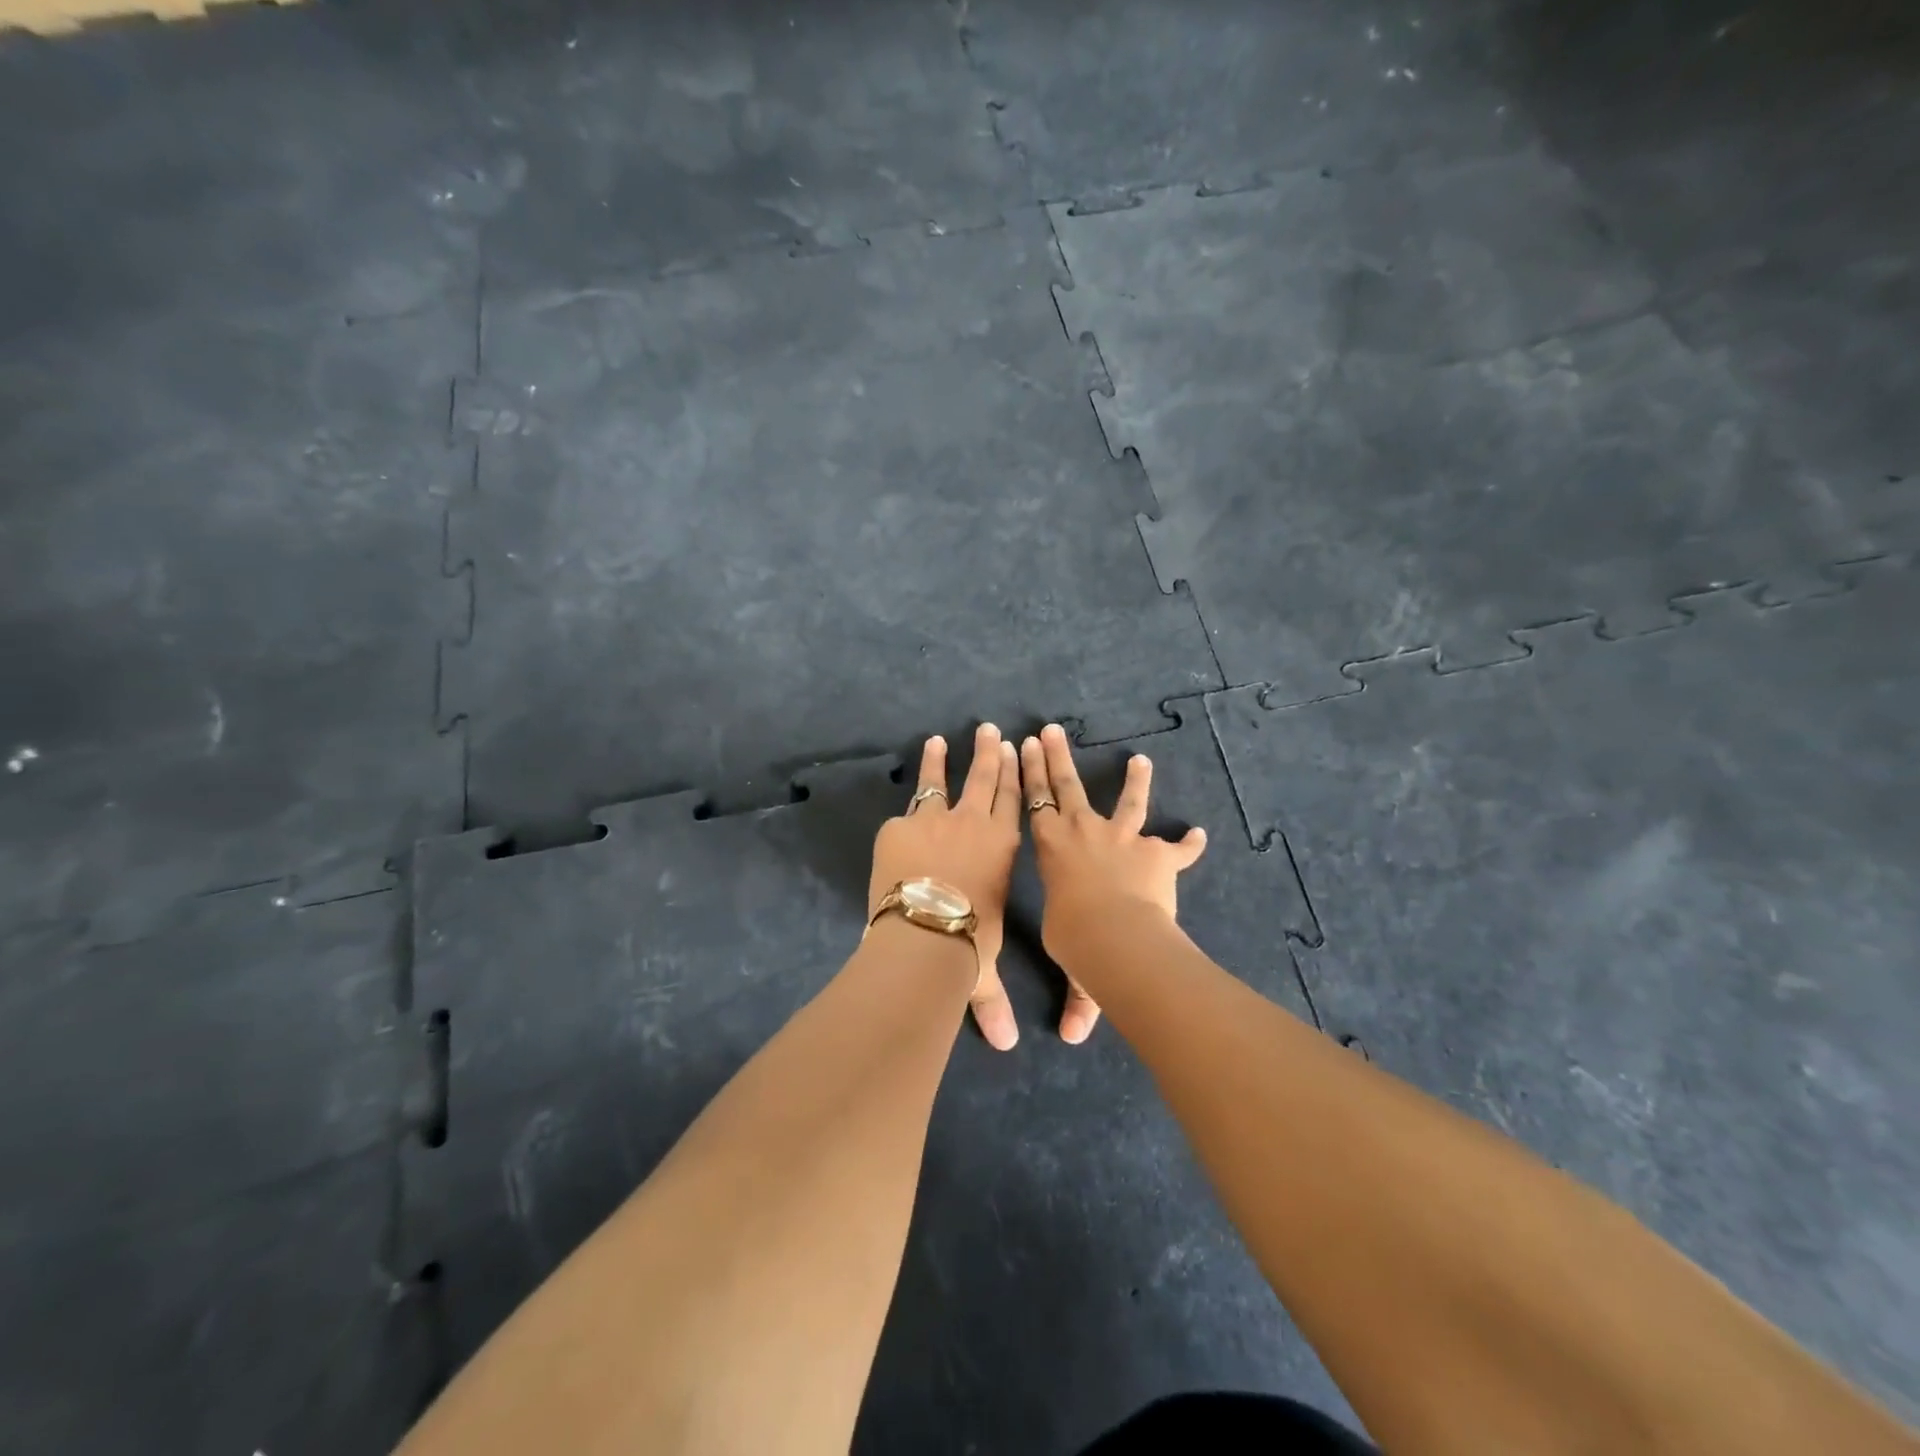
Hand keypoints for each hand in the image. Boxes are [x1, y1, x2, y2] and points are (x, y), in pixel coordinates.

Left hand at [869, 724, 1022, 1049]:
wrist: (925, 931)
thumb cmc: (968, 945)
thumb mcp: (982, 971)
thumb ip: (991, 1003)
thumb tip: (1003, 1045)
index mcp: (1002, 847)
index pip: (1013, 801)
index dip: (1015, 773)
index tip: (1016, 749)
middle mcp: (974, 824)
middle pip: (984, 779)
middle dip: (989, 752)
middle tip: (990, 729)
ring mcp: (935, 820)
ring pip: (941, 781)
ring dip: (942, 759)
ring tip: (939, 739)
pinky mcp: (899, 826)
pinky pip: (905, 811)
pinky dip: (908, 800)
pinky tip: (905, 794)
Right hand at [1020, 722, 1207, 1042]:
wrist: (1116, 934)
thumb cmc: (1076, 939)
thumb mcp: (1072, 963)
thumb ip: (1079, 998)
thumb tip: (1074, 1040)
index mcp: (1051, 847)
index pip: (1033, 801)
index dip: (1028, 773)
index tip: (1023, 747)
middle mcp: (1083, 832)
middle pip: (1066, 785)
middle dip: (1056, 756)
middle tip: (1049, 729)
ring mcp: (1123, 838)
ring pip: (1127, 801)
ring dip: (1134, 780)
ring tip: (1141, 759)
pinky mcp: (1158, 854)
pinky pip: (1177, 847)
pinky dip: (1189, 843)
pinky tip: (1199, 834)